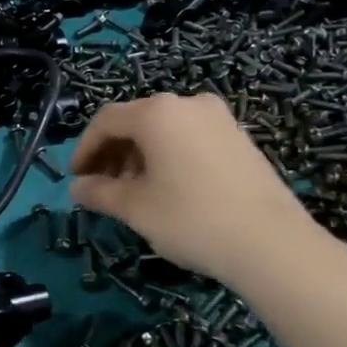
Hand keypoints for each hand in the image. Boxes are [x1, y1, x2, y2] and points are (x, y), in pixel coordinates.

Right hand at [70, 92, 322, 283]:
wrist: (270, 243)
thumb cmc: (191, 219)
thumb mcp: (136, 208)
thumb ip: (100, 192)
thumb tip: (77, 188)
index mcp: (158, 113)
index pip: (107, 120)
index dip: (84, 148)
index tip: (76, 178)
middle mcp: (189, 104)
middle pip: (137, 121)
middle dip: (113, 153)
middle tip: (102, 188)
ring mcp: (220, 119)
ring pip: (165, 130)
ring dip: (141, 156)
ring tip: (134, 193)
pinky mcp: (239, 139)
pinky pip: (191, 139)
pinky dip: (169, 157)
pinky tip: (169, 190)